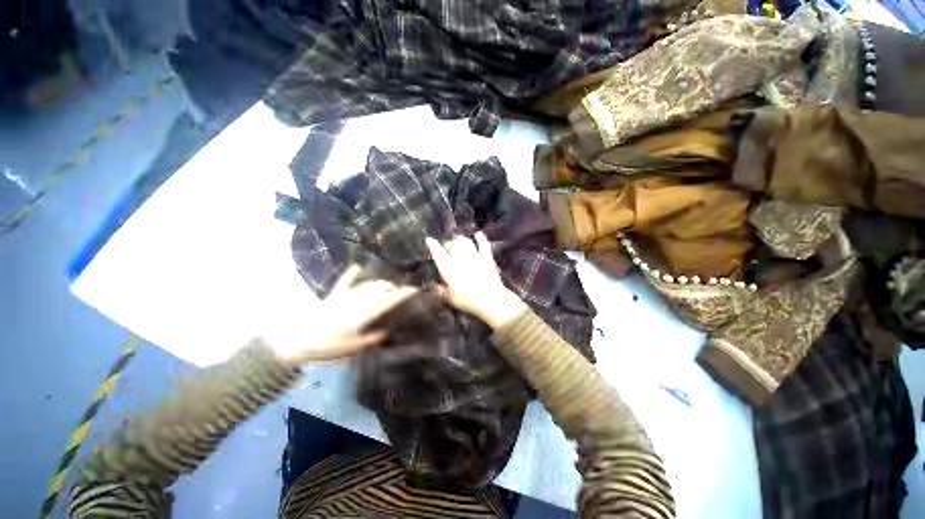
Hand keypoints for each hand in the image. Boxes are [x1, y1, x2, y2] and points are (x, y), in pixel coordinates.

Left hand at [266, 265, 417, 362]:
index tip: (414, 289)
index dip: (402, 294)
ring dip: (380, 284)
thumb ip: (369, 340)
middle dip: (393, 288)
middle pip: (380, 290)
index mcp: (363, 314)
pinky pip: (345, 281)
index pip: (388, 301)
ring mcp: (346, 296)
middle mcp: (358, 301)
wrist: (299, 338)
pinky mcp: (335, 295)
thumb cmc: (326, 345)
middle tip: (402, 290)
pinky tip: (357, 267)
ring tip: (388, 284)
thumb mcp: (351, 348)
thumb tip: (386, 333)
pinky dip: (352, 274)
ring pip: (368, 285)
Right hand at [426, 232, 526, 328]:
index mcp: (449, 270)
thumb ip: (440, 291)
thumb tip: (434, 285)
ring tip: (458, 241)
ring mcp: (474, 257)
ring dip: (460, 240)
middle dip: (447, 245)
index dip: (433, 246)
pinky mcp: (486, 257)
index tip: (429, 240)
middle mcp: (460, 260)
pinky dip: (480, 238)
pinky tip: (477, 234)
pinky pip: (483, 244)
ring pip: (465, 242)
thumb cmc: (468, 301)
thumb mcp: (449, 299)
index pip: (438, 254)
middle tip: (446, 247)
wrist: (491, 300)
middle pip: (451, 245)